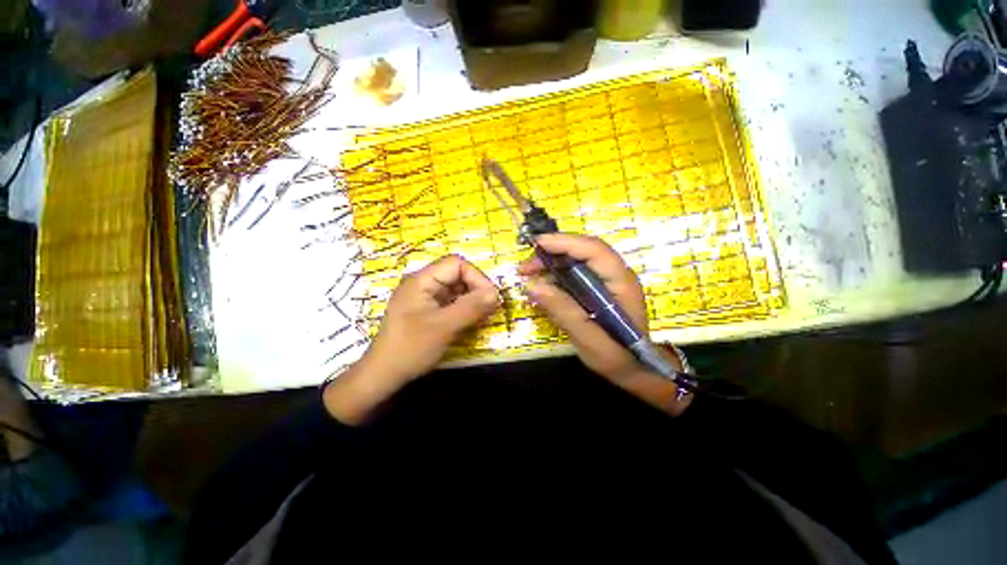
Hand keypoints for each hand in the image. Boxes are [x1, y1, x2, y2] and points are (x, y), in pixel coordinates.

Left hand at [366, 254, 500, 381]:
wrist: (383, 376)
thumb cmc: (411, 348)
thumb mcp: (444, 327)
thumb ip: (471, 307)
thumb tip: (497, 293)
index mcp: (422, 280)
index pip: (456, 264)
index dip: (477, 277)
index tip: (491, 297)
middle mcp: (423, 284)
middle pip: (457, 275)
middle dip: (476, 289)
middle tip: (490, 308)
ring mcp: (425, 298)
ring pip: (456, 289)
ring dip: (472, 300)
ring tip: (483, 316)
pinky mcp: (427, 311)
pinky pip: (451, 302)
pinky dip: (464, 309)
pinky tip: (472, 321)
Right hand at [518, 233, 650, 383]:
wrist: (633, 369)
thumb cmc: (616, 355)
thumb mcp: (588, 338)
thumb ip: (563, 311)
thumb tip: (532, 286)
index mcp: (620, 281)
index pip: (593, 250)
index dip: (565, 242)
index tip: (537, 244)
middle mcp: (614, 275)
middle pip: (582, 252)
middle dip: (552, 253)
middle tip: (525, 267)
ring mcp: (604, 281)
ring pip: (575, 261)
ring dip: (550, 264)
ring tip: (527, 274)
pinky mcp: (595, 289)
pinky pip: (572, 275)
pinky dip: (554, 277)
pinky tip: (540, 286)